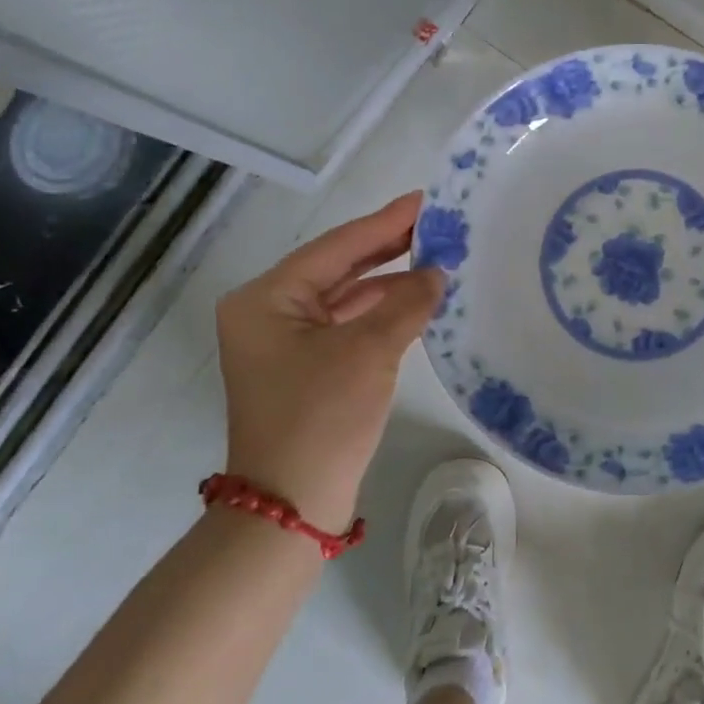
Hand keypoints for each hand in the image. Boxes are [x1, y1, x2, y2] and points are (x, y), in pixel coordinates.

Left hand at [215, 193, 443, 530]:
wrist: (292, 505)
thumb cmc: (322, 418)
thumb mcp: (369, 352)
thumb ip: (406, 303)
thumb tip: (436, 273)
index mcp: (266, 298)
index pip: (336, 246)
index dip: (385, 222)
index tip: (426, 199)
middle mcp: (267, 311)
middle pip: (337, 267)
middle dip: (388, 247)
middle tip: (437, 223)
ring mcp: (283, 341)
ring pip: (343, 296)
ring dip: (388, 280)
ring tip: (437, 257)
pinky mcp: (303, 365)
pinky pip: (346, 323)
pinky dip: (379, 311)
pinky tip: (416, 300)